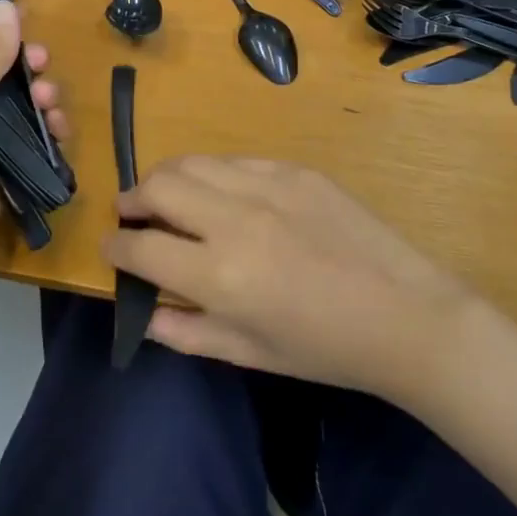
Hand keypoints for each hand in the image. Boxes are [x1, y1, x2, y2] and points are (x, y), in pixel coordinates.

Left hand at [0, 1, 67, 298]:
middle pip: (0, 78)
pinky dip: (49, 134)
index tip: (26, 23)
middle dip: (26, 67)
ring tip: (48, 100)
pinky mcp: (0, 175)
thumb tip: (10, 4)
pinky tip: (59, 129)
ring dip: (41, 98)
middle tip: (42, 61)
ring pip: (21, 110)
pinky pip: (32, 146)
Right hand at [107, 157, 472, 399]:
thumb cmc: (324, 348)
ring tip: (169, 198)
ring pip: (193, 162)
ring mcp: (268, 185)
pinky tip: (224, 196)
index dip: (115, 248)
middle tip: (133, 216)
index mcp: (220, 274)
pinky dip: (215, 175)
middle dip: (132, 199)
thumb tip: (142, 309)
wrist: (404, 314)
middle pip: (157, 185)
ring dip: (168, 178)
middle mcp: (236, 218)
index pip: (141, 246)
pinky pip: (236, 161)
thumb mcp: (248, 353)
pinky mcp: (295, 170)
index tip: (112, 249)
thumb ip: (185, 331)